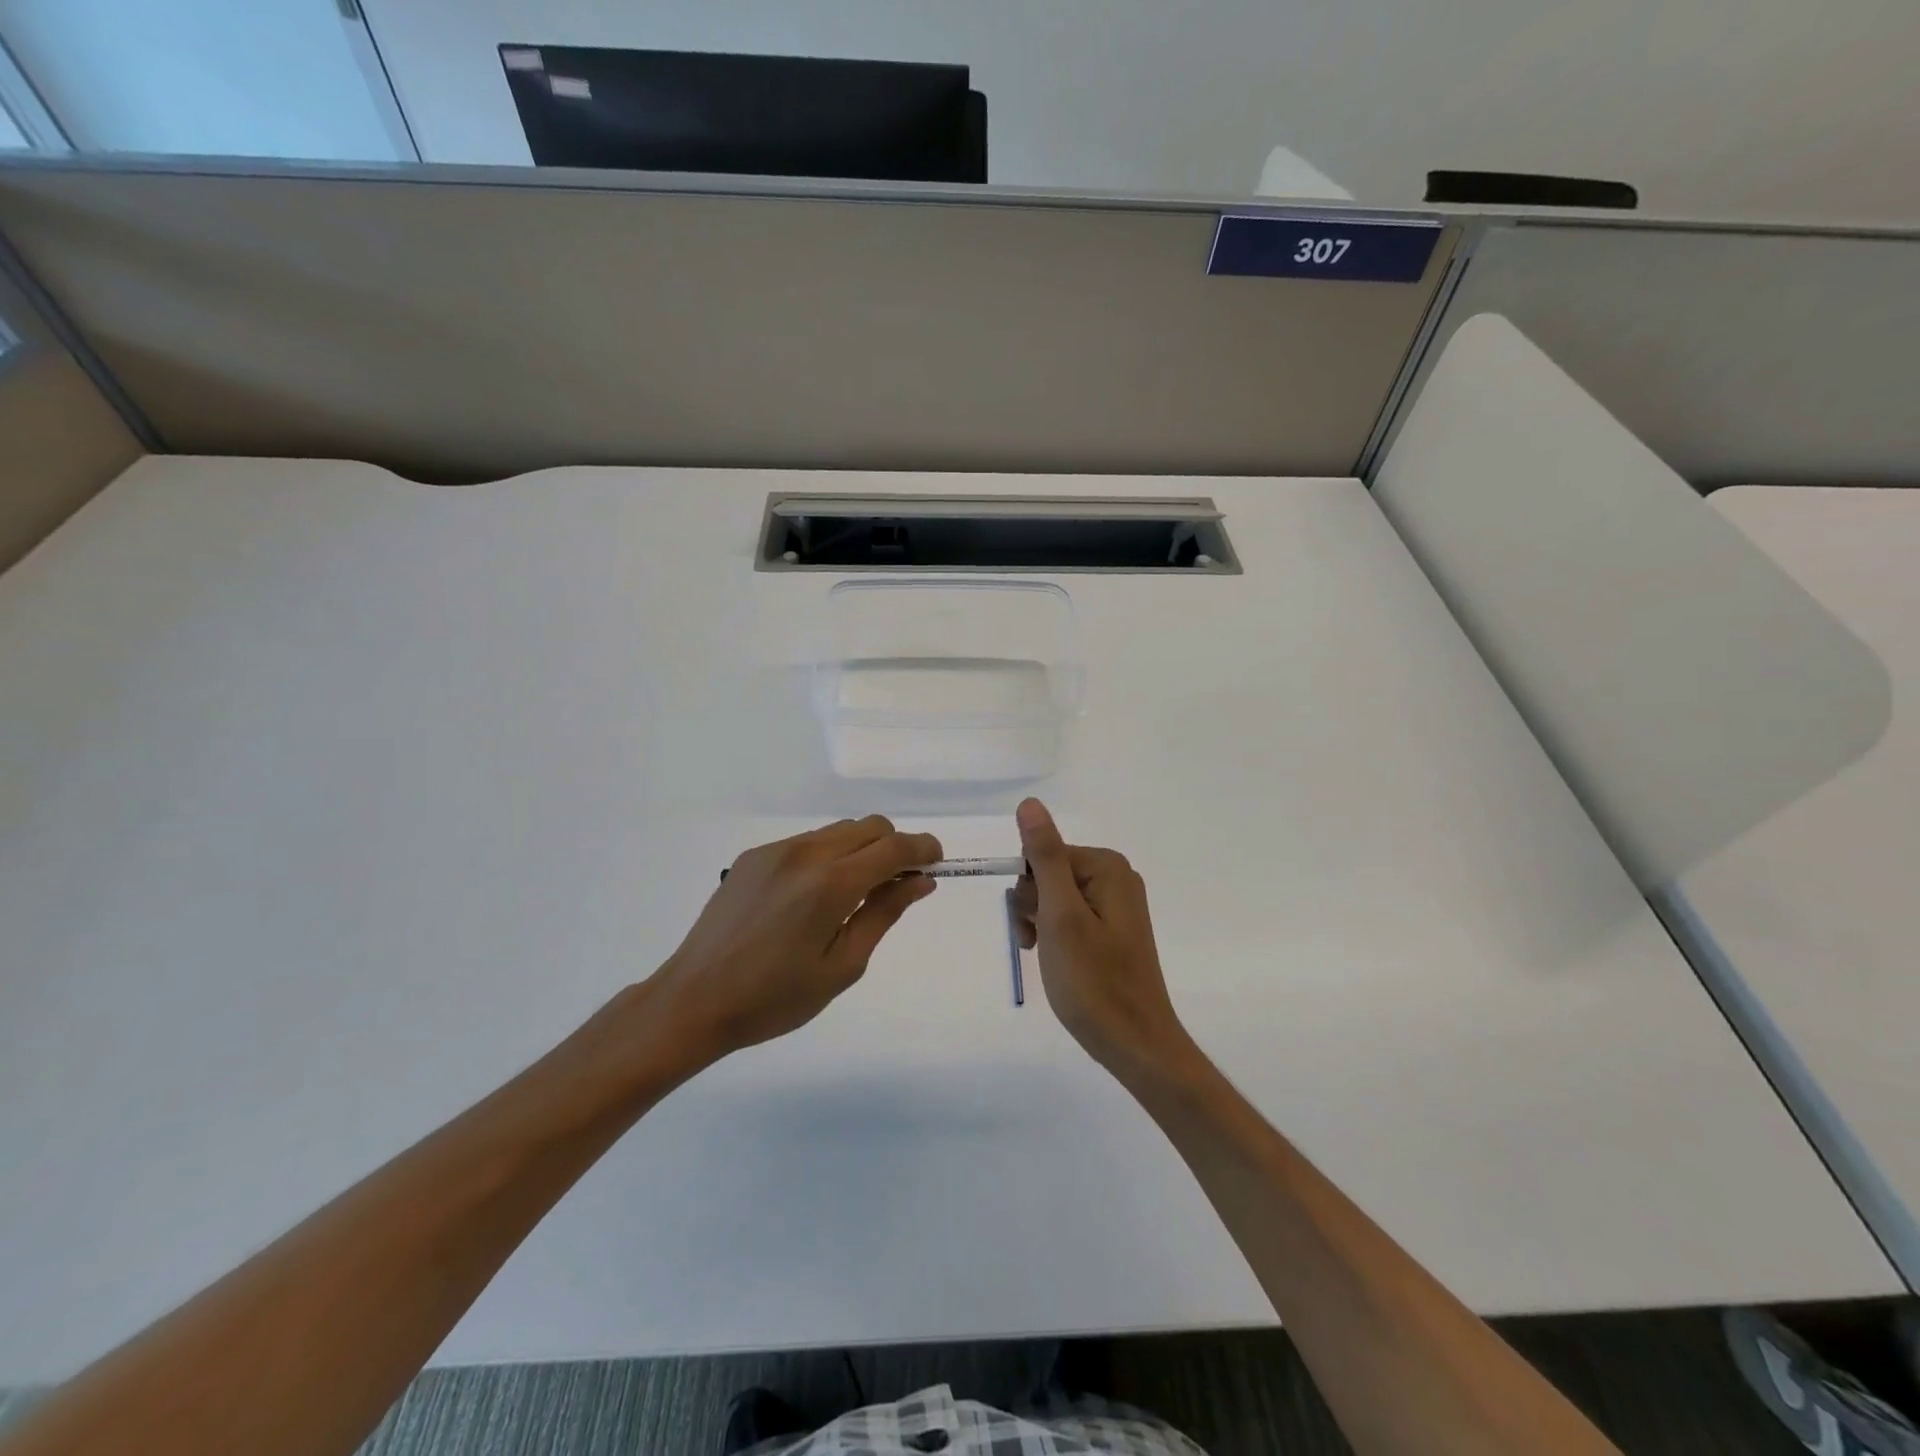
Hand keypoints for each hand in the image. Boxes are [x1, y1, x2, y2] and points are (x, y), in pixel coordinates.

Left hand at [645, 816, 941, 1067]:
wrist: (694, 1000)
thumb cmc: (775, 998)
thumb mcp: (842, 966)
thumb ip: (884, 914)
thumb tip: (921, 880)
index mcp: (831, 884)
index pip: (894, 847)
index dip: (923, 848)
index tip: (937, 862)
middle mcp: (805, 853)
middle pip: (869, 826)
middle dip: (894, 847)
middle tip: (895, 886)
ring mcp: (775, 850)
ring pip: (838, 830)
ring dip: (861, 850)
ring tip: (851, 895)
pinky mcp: (753, 856)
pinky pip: (807, 842)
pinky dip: (828, 856)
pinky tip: (812, 897)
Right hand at [1010, 799, 1196, 1084]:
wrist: (1135, 1044)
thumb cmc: (1093, 982)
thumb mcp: (1061, 915)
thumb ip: (1045, 856)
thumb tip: (1030, 803)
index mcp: (1107, 867)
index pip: (1044, 854)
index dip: (1028, 889)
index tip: (1032, 926)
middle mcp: (1116, 877)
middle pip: (1049, 873)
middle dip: (1032, 906)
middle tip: (1037, 944)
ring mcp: (1116, 905)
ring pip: (1055, 897)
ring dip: (1039, 923)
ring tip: (1045, 956)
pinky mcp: (1113, 929)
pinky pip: (1071, 917)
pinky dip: (1055, 935)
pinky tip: (1055, 960)